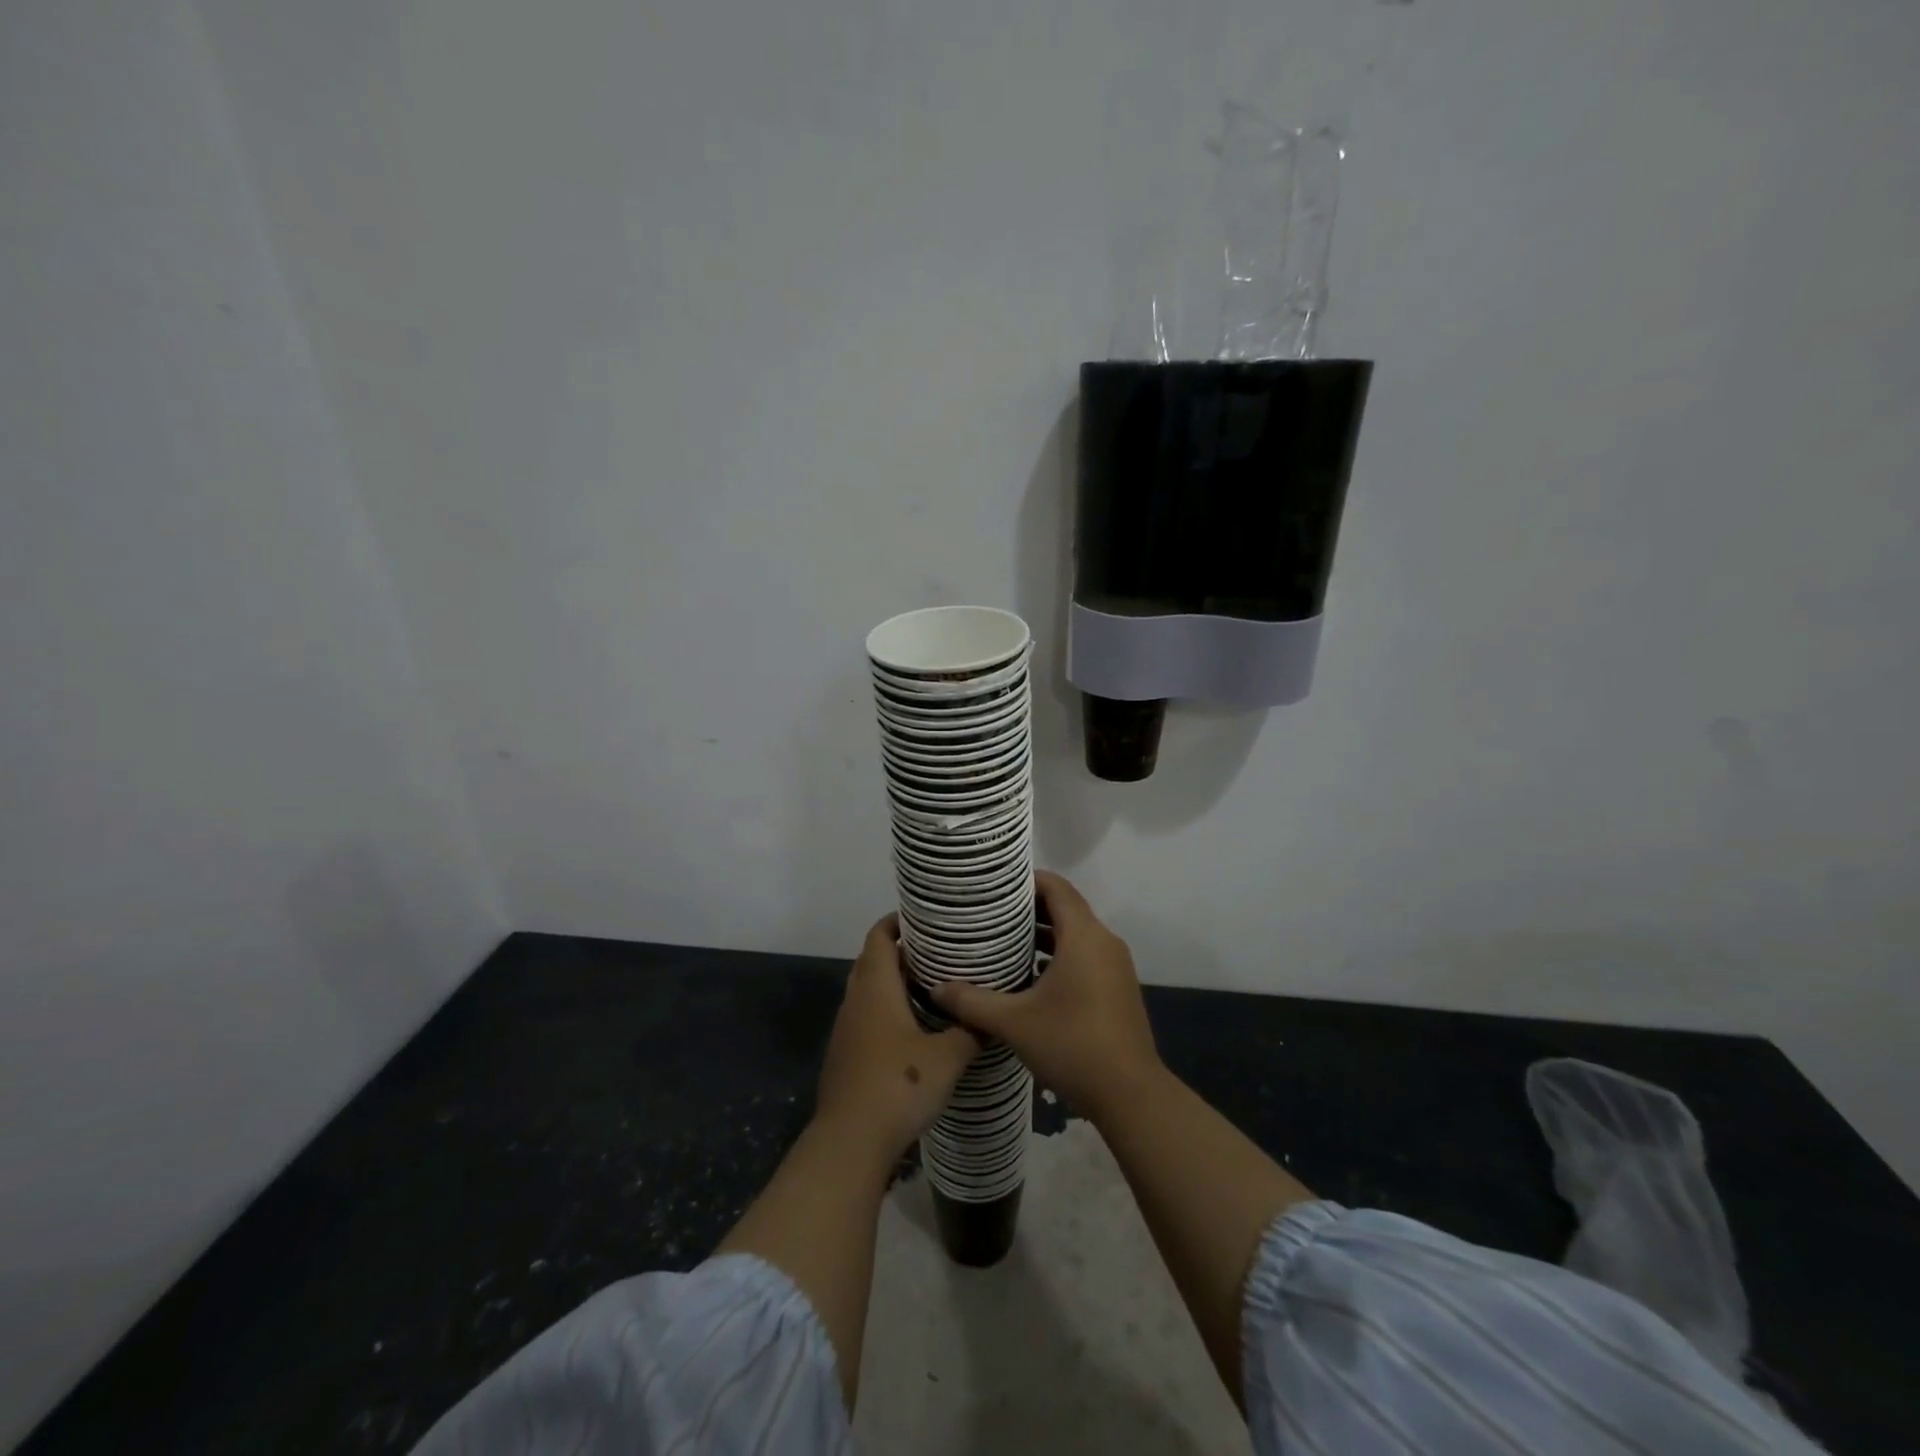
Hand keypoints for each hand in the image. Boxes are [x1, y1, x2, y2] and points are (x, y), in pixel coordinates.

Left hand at [815, 915, 980, 1162]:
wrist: (849, 1142)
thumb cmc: (898, 1085)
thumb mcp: (947, 1057)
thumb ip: (971, 1030)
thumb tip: (992, 1015)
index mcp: (876, 987)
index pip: (879, 936)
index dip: (898, 921)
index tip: (926, 918)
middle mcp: (856, 1000)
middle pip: (873, 960)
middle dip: (903, 952)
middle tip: (940, 952)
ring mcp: (846, 1029)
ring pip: (869, 991)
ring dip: (895, 984)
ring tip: (934, 987)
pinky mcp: (845, 1055)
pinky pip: (867, 1017)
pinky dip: (887, 1011)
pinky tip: (915, 1030)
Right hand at [930, 871, 1163, 1123]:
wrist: (1130, 1095)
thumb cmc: (1072, 1045)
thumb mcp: (1014, 1023)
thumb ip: (972, 1002)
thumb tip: (936, 988)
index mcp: (1084, 936)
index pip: (1056, 887)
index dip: (1027, 880)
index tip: (995, 884)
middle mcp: (1104, 942)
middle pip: (1066, 907)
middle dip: (1029, 907)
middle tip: (990, 912)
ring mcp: (1115, 966)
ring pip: (1076, 934)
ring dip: (1044, 933)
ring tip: (1003, 940)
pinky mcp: (1117, 988)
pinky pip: (1085, 955)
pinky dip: (1059, 955)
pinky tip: (1029, 976)